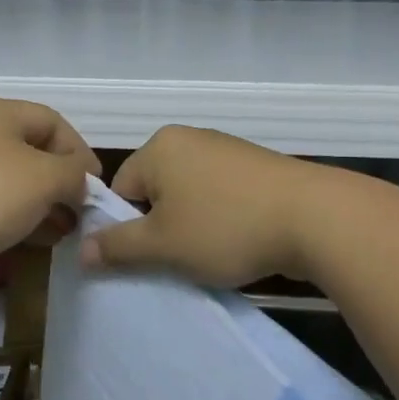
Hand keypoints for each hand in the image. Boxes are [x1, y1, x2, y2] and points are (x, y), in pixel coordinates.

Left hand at [0, 97, 100, 280]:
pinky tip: (28, 242)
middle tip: (80, 216)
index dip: (81, 152)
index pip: (54, 122)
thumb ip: (73, 175)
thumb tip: (80, 181)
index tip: (96, 189)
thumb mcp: (42, 179)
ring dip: (41, 206)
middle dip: (62, 184)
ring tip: (60, 234)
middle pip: (32, 152)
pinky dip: (14, 219)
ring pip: (11, 182)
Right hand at [80, 125, 319, 288]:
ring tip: (212, 255)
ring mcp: (228, 150)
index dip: (128, 228)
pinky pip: (222, 196)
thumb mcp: (162, 245)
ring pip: (190, 197)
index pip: (121, 189)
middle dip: (161, 228)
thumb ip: (117, 247)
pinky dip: (223, 220)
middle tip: (178, 260)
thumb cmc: (226, 227)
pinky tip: (239, 243)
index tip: (150, 256)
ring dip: (192, 228)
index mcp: (160, 147)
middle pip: (156, 192)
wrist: (316, 218)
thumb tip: (82, 251)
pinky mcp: (258, 167)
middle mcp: (191, 139)